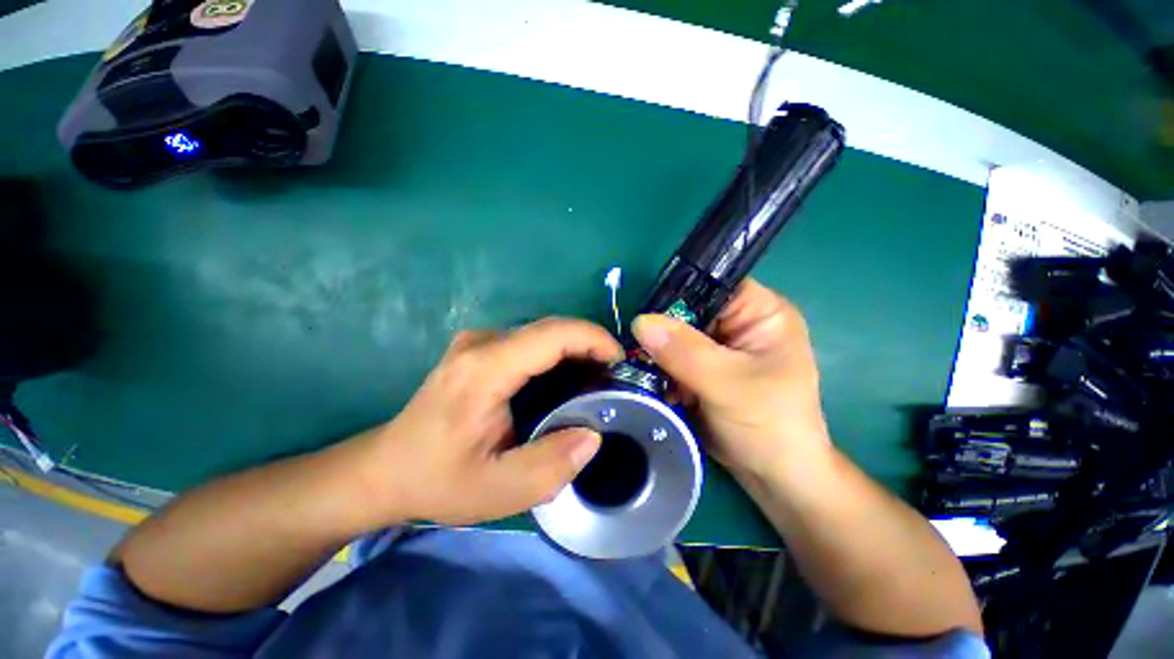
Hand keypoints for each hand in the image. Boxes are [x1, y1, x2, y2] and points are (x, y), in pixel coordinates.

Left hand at [354, 318, 622, 526]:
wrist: (385, 468)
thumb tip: (593, 434)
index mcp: (485, 369)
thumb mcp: (498, 490)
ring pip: (542, 332)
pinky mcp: (478, 347)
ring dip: (575, 349)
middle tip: (613, 377)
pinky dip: (556, 354)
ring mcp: (477, 341)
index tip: (619, 362)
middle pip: (551, 327)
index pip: (552, 334)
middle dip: (590, 344)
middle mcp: (481, 343)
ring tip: (596, 380)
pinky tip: (566, 379)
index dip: (593, 339)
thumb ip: (551, 465)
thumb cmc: (438, 480)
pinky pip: (530, 341)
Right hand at [631, 279, 829, 479]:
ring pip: (676, 335)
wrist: (773, 476)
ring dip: (656, 350)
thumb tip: (640, 321)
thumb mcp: (727, 384)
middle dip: (661, 327)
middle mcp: (738, 323)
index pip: (712, 284)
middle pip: (688, 310)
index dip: (677, 293)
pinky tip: (646, 378)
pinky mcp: (703, 367)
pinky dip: (659, 366)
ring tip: (635, 365)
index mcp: (760, 312)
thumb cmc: (769, 425)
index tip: (644, 313)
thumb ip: (684, 351)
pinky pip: (673, 356)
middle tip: (634, 345)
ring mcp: (718, 347)